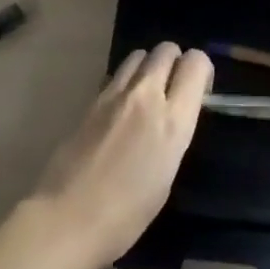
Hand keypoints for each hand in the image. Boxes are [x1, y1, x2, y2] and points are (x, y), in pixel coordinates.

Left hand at [28, 42, 212, 268]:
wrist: (67, 219)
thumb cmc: (126, 215)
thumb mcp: (166, 175)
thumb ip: (173, 133)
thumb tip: (172, 117)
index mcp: (173, 120)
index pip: (196, 63)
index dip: (202, 70)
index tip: (199, 90)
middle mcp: (146, 96)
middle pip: (166, 49)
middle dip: (175, 61)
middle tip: (173, 88)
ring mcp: (115, 94)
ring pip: (139, 55)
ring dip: (148, 66)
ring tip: (146, 93)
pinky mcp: (91, 100)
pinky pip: (116, 74)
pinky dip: (125, 80)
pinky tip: (121, 108)